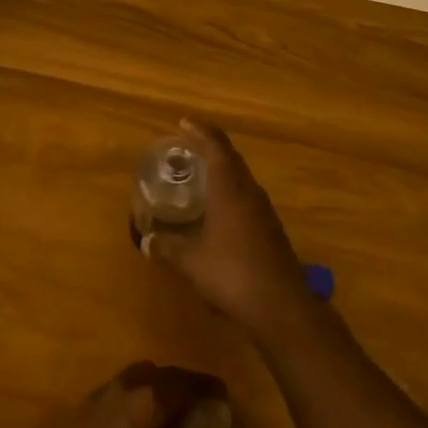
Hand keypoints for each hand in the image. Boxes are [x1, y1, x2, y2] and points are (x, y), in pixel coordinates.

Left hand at [32, 361, 227, 427]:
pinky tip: (138, 424)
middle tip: (196, 405)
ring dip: (156, 388)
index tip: (222, 395)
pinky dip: (135, 398)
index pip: (187, 381)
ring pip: (137, 377)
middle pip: (161, 373)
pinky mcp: (83, 409)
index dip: (207, 386)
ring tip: (168, 413)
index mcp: (150, 400)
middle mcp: (125, 386)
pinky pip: (118, 391)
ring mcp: (100, 394)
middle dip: (181, 384)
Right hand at [142, 118, 311, 336]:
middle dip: (210, 147)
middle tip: (187, 146)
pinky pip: (247, 197)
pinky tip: (218, 210)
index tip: (184, 122)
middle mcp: (249, 190)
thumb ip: (167, 246)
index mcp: (230, 186)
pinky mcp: (271, 229)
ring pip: (241, 177)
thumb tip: (147, 240)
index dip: (201, 130)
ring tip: (200, 175)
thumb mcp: (190, 260)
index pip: (216, 145)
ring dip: (222, 170)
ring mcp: (264, 210)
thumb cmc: (231, 272)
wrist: (281, 305)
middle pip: (231, 158)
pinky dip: (230, 192)